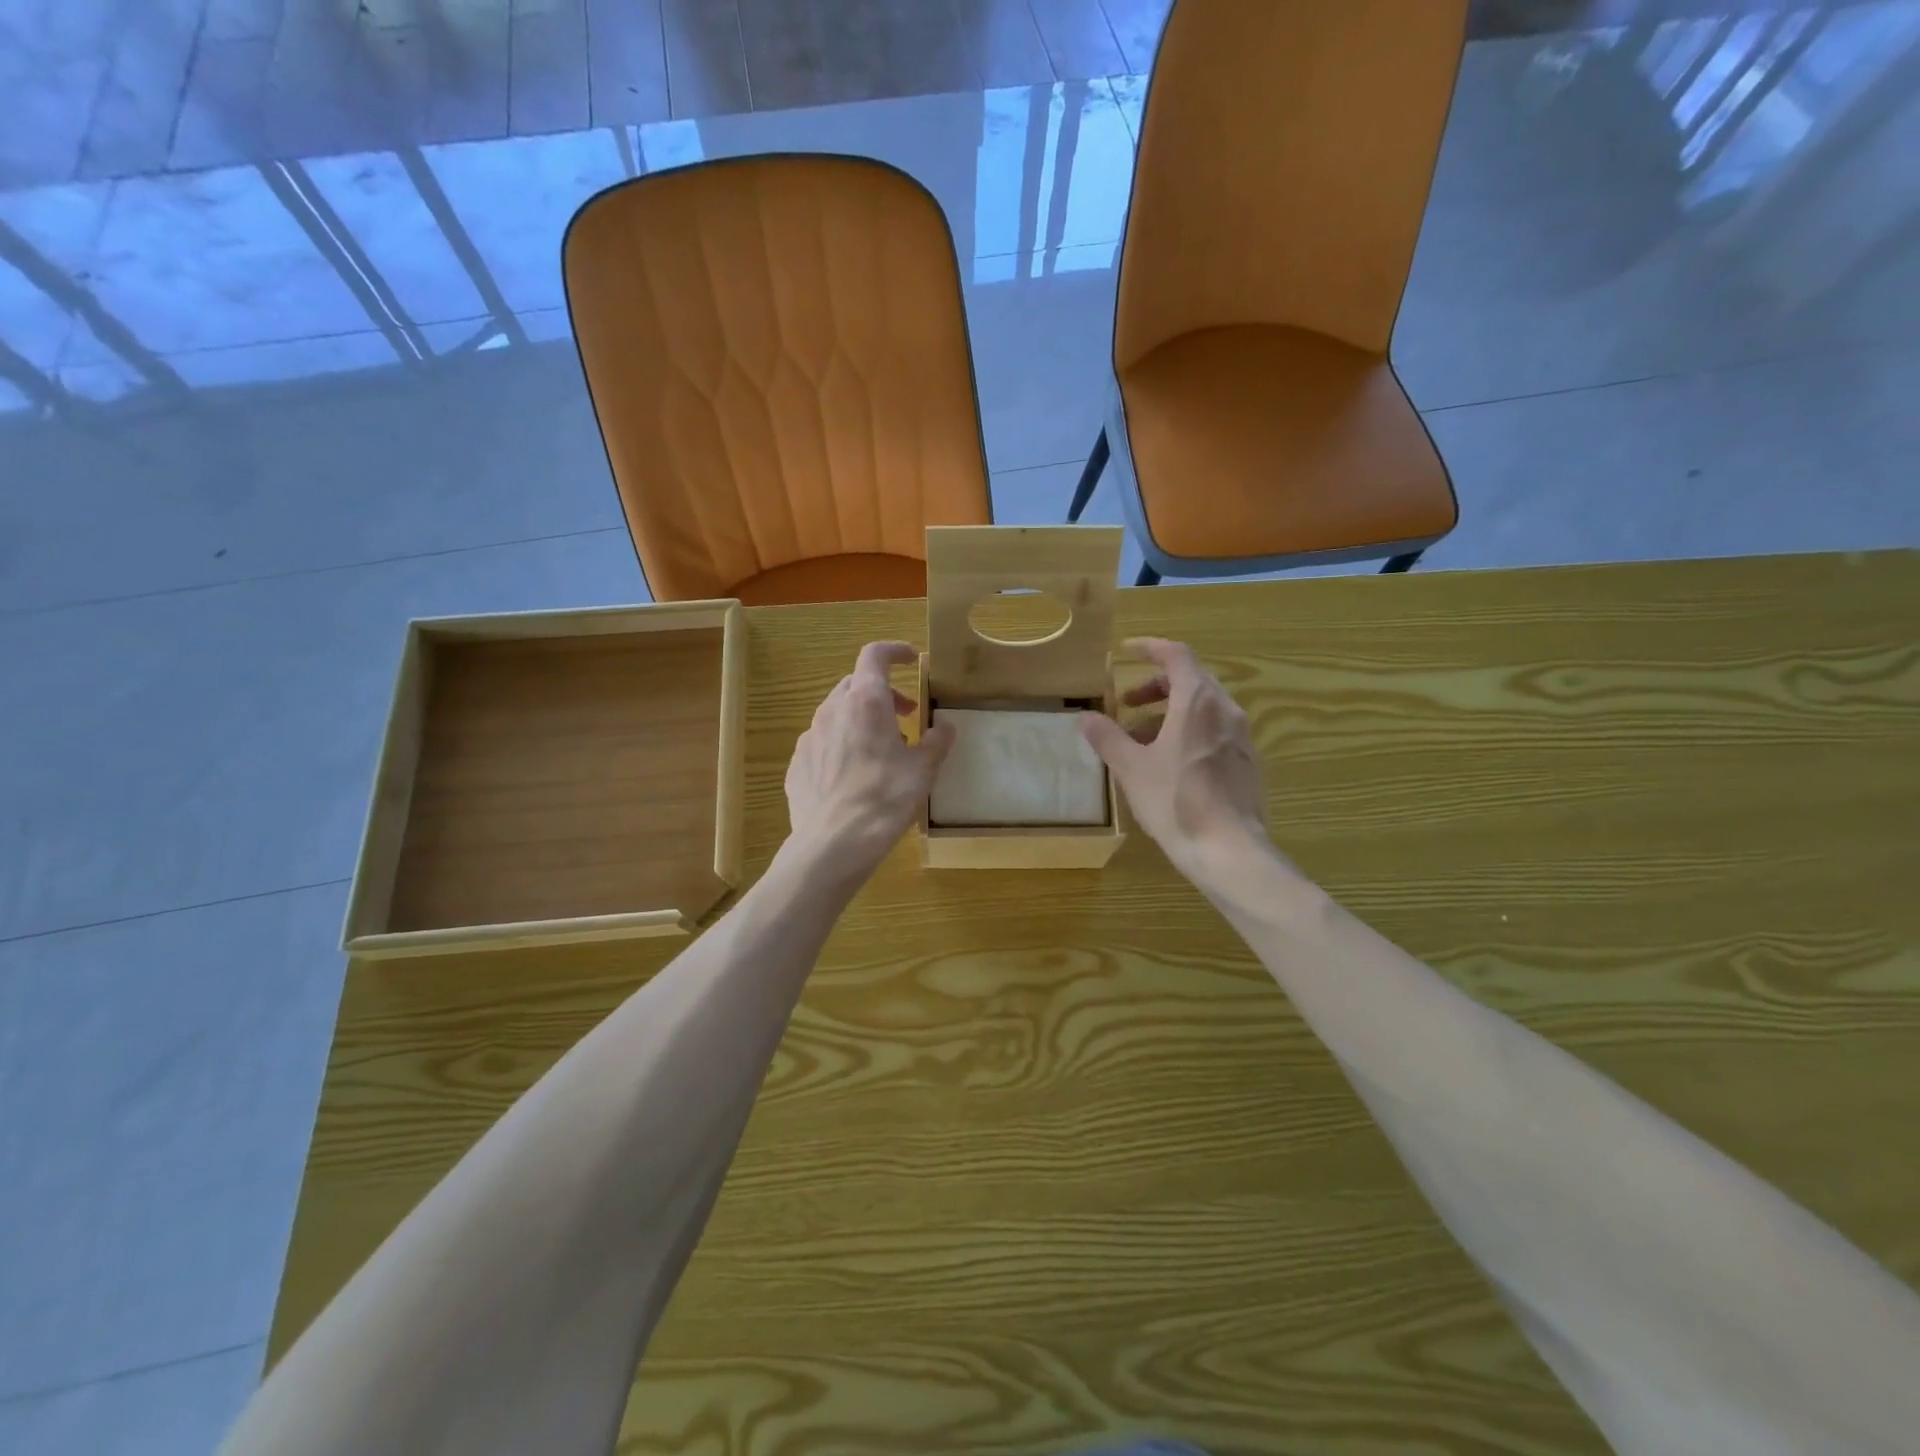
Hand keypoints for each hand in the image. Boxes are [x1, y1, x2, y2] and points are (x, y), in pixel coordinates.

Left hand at [784, 641, 954, 882]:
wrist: (833, 844)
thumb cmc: (885, 798)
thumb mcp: (923, 770)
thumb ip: (936, 742)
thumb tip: (945, 727)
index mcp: (866, 702)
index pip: (875, 655)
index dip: (894, 651)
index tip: (910, 659)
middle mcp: (833, 710)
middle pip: (856, 684)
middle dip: (883, 693)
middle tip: (906, 716)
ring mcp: (809, 737)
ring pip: (838, 713)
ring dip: (861, 719)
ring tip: (882, 750)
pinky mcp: (797, 764)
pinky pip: (823, 742)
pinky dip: (842, 745)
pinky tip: (854, 775)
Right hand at [1079, 638, 1271, 880]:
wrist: (1228, 849)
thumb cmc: (1175, 801)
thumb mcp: (1131, 768)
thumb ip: (1108, 738)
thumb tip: (1086, 717)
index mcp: (1196, 702)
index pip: (1176, 655)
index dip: (1150, 648)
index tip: (1126, 652)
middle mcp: (1225, 710)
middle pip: (1191, 679)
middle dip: (1156, 685)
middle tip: (1126, 703)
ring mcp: (1240, 736)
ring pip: (1203, 707)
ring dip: (1170, 711)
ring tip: (1140, 738)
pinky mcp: (1246, 761)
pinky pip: (1214, 729)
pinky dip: (1188, 730)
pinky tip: (1169, 762)